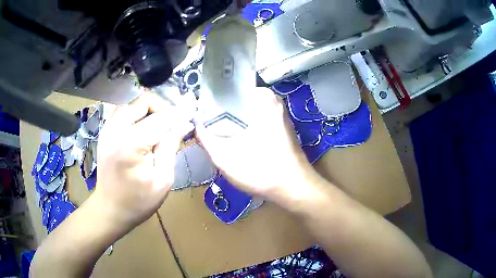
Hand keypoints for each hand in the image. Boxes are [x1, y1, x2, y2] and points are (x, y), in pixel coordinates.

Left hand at [93, 92, 193, 229]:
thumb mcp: (162, 180)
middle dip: (162, 107)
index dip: (179, 115)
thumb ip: (171, 147)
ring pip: (132, 101)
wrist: (110, 208)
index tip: (192, 115)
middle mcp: (116, 129)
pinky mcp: (105, 131)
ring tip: (159, 124)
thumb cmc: (138, 201)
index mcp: (131, 144)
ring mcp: (108, 128)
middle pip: (143, 101)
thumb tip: (184, 124)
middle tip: (173, 123)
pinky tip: (143, 126)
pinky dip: (136, 111)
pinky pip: (123, 109)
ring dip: (149, 108)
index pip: (160, 118)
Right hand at [197, 88, 316, 199]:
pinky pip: (257, 119)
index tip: (200, 109)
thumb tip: (196, 125)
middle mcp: (273, 101)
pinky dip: (245, 125)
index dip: (212, 98)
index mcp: (262, 99)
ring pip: (247, 110)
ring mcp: (279, 114)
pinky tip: (235, 138)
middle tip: (205, 122)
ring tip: (215, 129)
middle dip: (221, 110)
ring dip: (232, 119)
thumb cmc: (261, 171)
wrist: (294, 188)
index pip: (230, 89)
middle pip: (238, 99)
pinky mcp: (281, 127)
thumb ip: (206, 139)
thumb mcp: (225, 157)